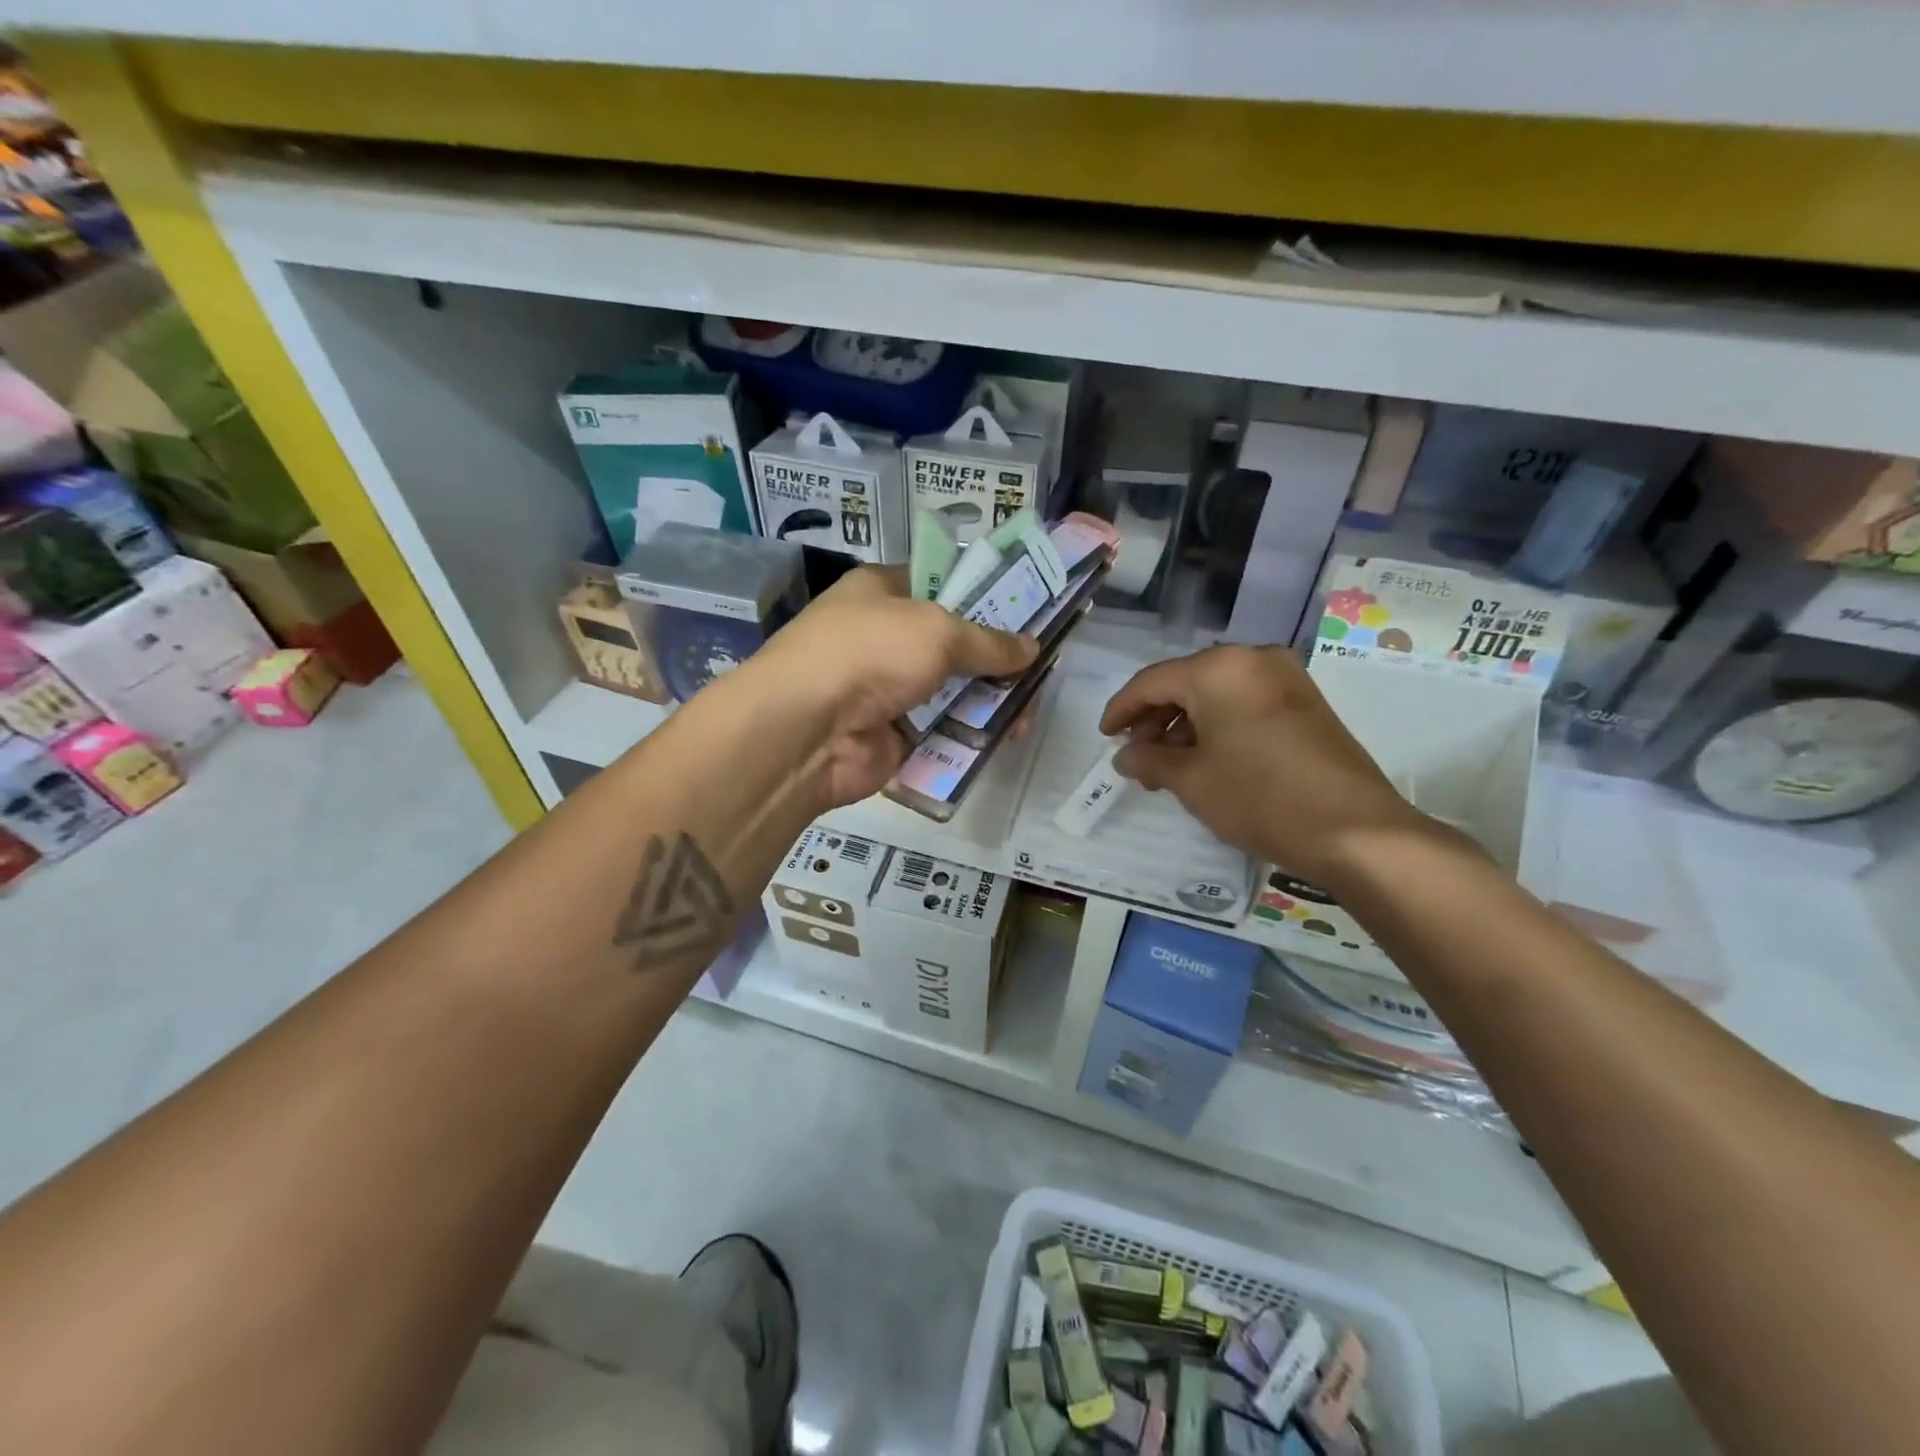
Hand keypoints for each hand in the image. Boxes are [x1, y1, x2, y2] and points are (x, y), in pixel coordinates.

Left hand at [739, 566, 1036, 808]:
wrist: (807, 731)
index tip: (1029, 612)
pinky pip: (942, 731)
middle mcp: (885, 637)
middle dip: (995, 658)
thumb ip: (988, 641)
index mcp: (883, 592)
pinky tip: (1004, 739)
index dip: (985, 596)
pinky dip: (970, 735)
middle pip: (954, 644)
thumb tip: (1031, 648)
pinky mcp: (894, 735)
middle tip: (1038, 671)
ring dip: (989, 701)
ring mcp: (888, 689)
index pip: (942, 584)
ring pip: (952, 691)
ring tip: (1027, 714)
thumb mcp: (937, 631)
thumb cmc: (870, 653)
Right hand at [1099, 644, 1431, 885]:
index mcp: (1219, 668)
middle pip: (1185, 683)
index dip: (1121, 710)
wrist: (1355, 830)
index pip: (1151, 682)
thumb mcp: (1191, 780)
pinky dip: (1218, 726)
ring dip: (1186, 726)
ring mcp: (1285, 678)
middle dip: (1155, 720)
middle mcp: (1253, 659)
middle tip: (1138, 758)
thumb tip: (1126, 755)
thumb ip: (1149, 759)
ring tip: (1169, 767)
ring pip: (1216, 694)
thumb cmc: (1260, 797)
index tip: (1104, 738)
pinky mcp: (1305, 702)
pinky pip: (1244, 703)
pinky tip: (1206, 760)